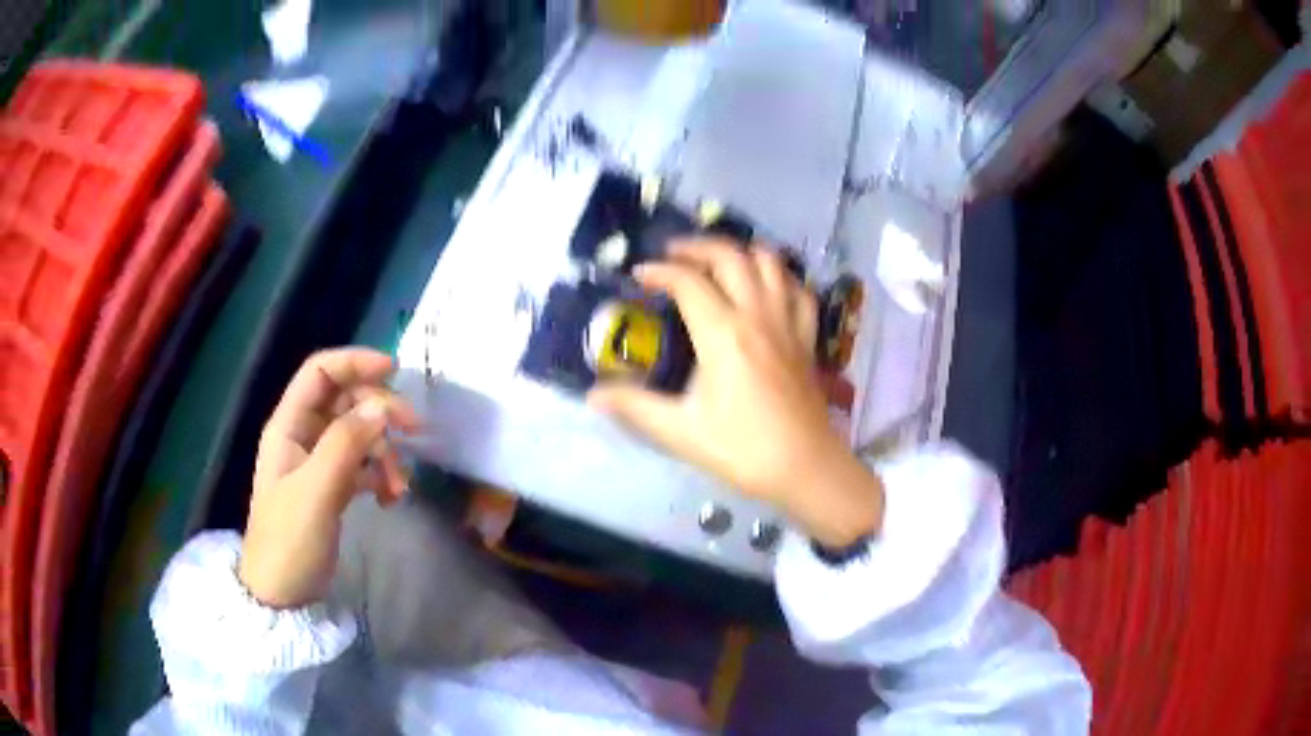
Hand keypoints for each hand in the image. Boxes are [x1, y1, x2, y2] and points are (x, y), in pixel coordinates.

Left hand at [240, 348, 419, 608]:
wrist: (281, 594)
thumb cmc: (289, 541)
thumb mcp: (315, 491)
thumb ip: (345, 445)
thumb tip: (382, 406)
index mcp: (289, 426)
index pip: (320, 373)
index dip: (354, 362)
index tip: (395, 371)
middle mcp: (302, 436)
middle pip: (345, 400)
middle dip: (380, 411)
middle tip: (413, 432)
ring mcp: (317, 462)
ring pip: (358, 433)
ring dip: (384, 451)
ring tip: (399, 486)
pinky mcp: (331, 487)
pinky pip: (362, 464)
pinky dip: (379, 475)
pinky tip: (390, 499)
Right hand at [588, 240, 883, 547]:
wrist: (805, 467)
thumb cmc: (742, 449)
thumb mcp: (681, 431)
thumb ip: (635, 407)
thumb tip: (593, 395)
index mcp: (723, 334)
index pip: (687, 282)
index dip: (659, 272)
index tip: (638, 276)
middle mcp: (757, 315)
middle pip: (730, 257)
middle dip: (697, 246)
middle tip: (673, 254)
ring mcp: (787, 323)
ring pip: (770, 263)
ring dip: (741, 252)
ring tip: (718, 260)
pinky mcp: (807, 337)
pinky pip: (798, 290)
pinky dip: (781, 277)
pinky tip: (768, 286)